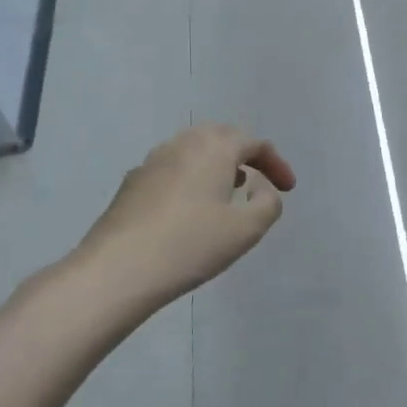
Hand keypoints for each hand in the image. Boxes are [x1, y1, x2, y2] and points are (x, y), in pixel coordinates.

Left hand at [71, 125, 296, 308]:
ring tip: (227, 190)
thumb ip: (268, 203)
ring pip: (192, 150)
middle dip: (244, 154)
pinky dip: (191, 178)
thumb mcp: (247, 229)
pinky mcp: (131, 184)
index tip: (288, 189)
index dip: (276, 163)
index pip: (254, 142)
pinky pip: (171, 169)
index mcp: (214, 148)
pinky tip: (190, 208)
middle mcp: (182, 144)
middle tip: (258, 178)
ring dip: (216, 164)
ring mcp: (151, 162)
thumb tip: (258, 186)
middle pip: (220, 136)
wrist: (117, 270)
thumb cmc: (191, 245)